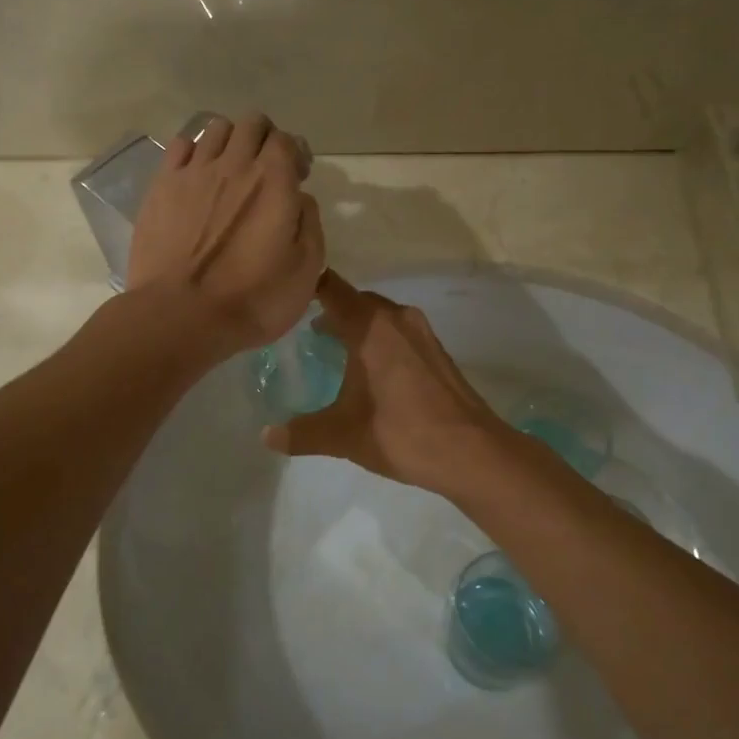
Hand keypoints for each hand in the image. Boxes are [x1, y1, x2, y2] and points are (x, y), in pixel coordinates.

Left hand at [126, 113, 322, 359]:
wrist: (181, 316)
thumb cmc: (253, 299)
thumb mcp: (306, 270)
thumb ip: (309, 223)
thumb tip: (299, 198)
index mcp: (274, 181)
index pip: (287, 140)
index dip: (295, 154)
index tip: (296, 178)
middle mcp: (235, 164)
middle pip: (252, 123)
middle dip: (264, 138)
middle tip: (265, 170)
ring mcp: (193, 172)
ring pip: (215, 129)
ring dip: (230, 141)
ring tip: (230, 170)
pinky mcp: (161, 186)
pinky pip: (180, 146)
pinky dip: (194, 151)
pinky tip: (196, 175)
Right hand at [262, 271, 511, 492]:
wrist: (472, 452)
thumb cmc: (402, 434)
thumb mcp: (343, 435)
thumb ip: (301, 433)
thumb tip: (266, 436)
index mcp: (369, 326)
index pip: (330, 287)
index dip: (306, 285)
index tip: (283, 294)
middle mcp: (396, 318)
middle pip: (355, 299)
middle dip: (329, 310)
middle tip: (302, 330)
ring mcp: (421, 332)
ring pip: (379, 315)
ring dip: (357, 324)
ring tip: (333, 348)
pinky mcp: (436, 350)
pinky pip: (398, 330)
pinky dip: (379, 338)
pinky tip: (370, 368)